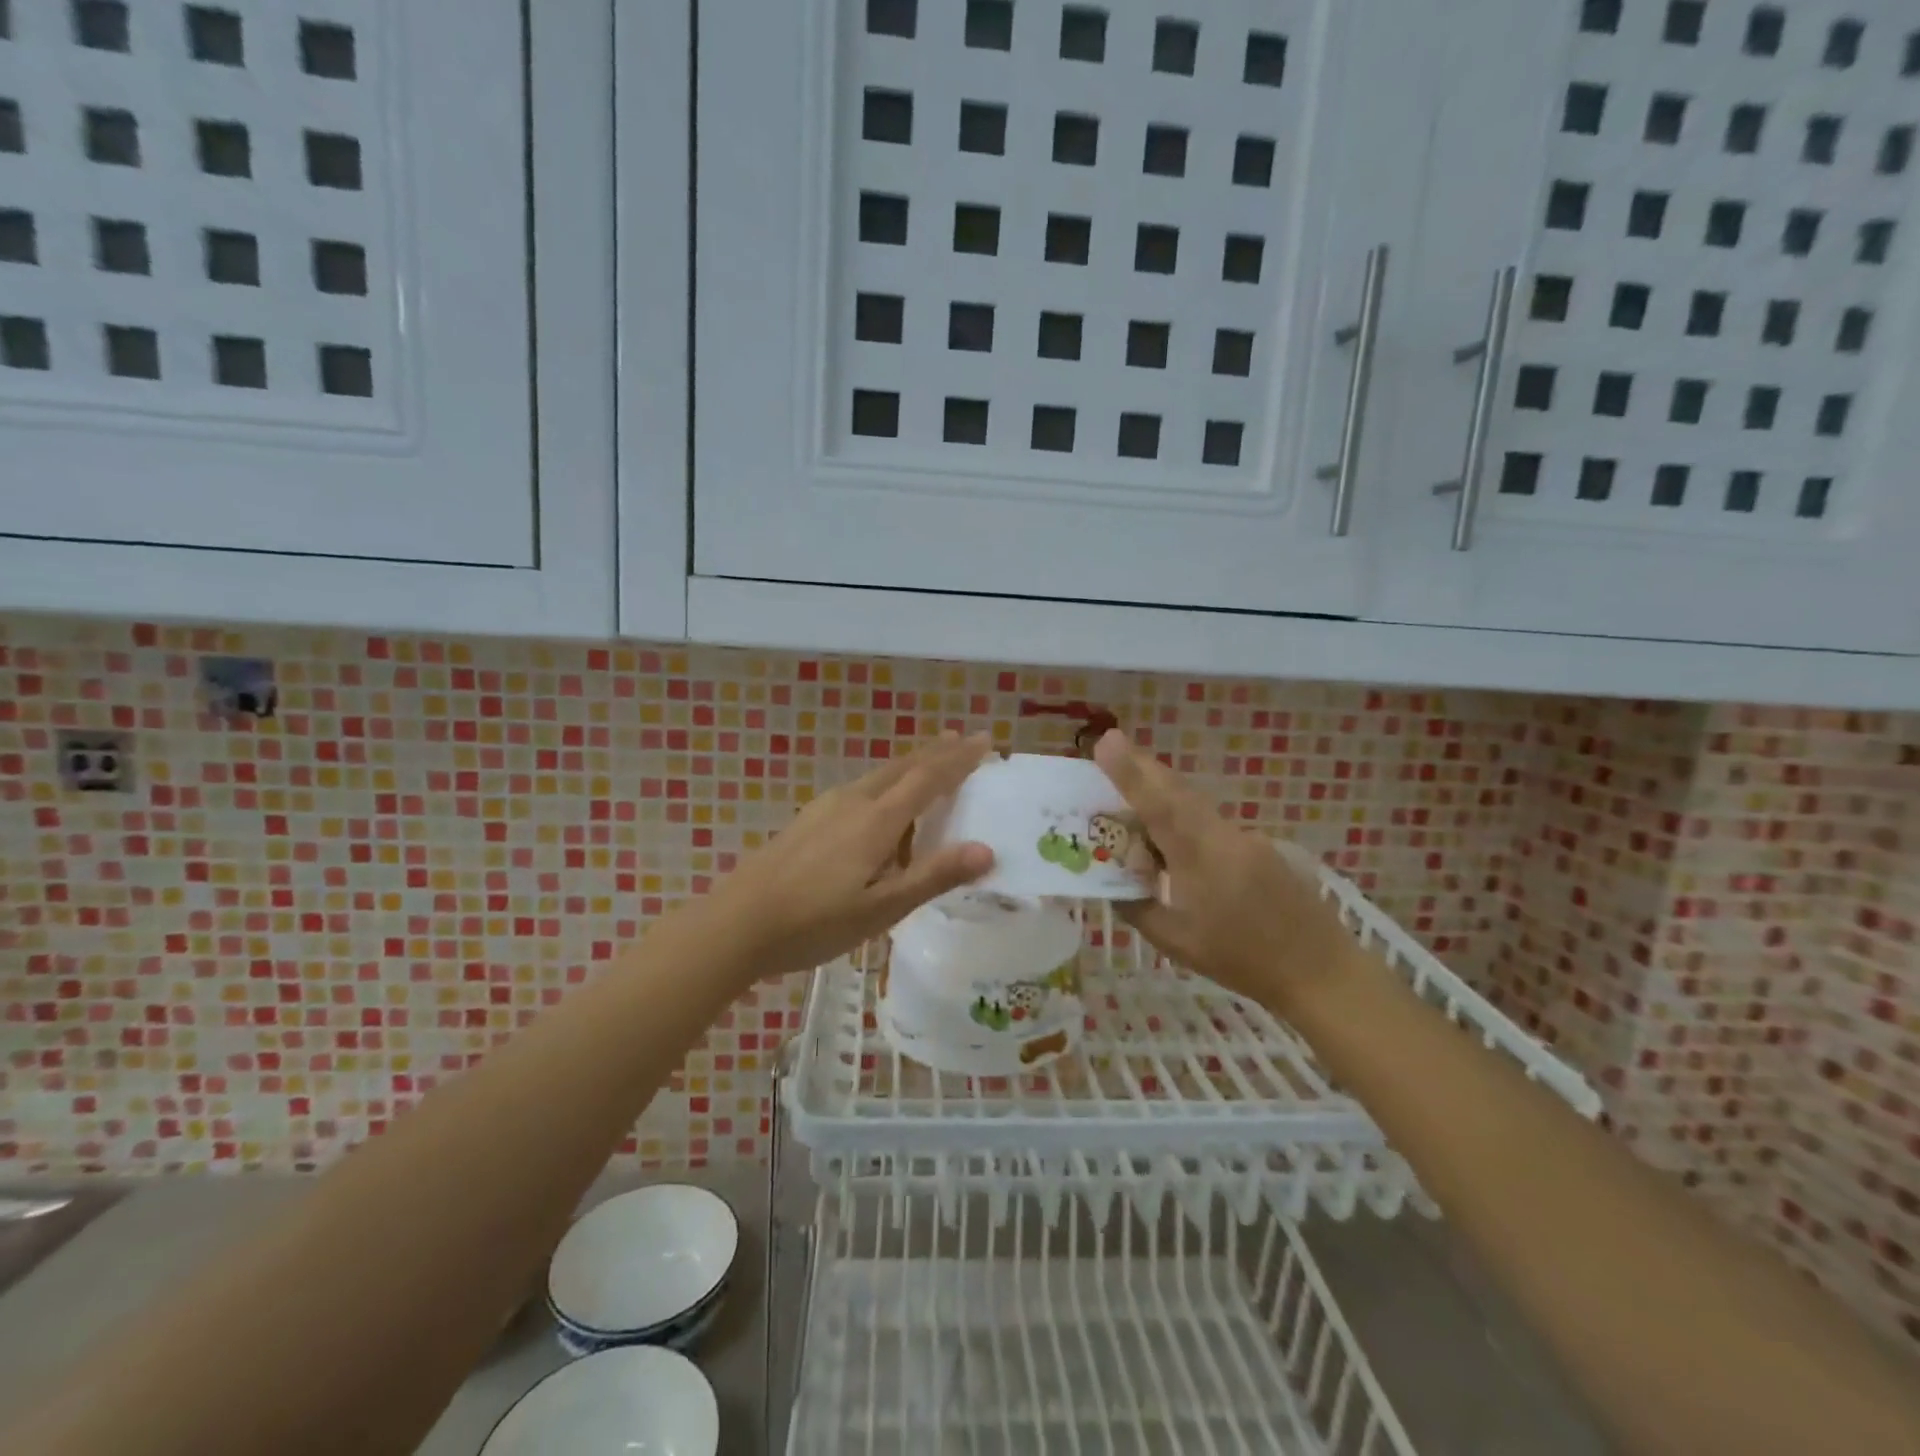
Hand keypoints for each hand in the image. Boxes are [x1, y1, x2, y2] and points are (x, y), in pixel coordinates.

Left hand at [698, 734, 995, 981]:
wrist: (737, 923)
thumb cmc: (815, 921)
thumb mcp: (882, 908)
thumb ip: (933, 876)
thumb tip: (987, 850)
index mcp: (876, 820)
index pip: (928, 778)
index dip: (959, 758)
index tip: (984, 739)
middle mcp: (853, 802)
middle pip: (902, 767)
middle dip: (936, 752)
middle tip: (962, 740)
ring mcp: (825, 808)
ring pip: (878, 777)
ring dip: (909, 768)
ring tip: (929, 770)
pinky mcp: (808, 821)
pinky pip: (859, 792)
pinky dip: (885, 787)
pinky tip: (879, 810)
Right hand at [1093, 729, 1355, 1010]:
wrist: (1321, 970)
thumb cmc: (1241, 960)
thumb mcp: (1175, 941)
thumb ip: (1137, 907)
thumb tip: (1112, 882)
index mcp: (1199, 857)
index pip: (1157, 804)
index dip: (1129, 771)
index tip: (1106, 741)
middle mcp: (1223, 835)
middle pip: (1177, 790)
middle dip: (1142, 769)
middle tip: (1111, 752)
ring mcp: (1246, 837)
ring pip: (1194, 804)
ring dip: (1162, 795)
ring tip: (1132, 802)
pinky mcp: (1260, 846)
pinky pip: (1211, 822)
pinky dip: (1184, 820)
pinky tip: (1175, 848)